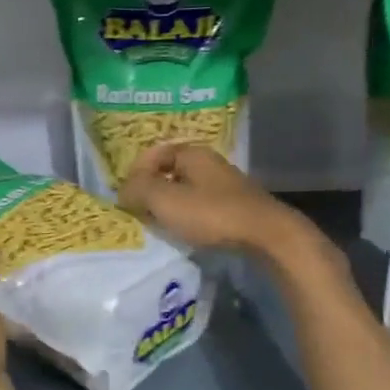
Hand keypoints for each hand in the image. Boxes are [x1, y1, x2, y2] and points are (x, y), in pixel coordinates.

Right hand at [117, 143, 308, 256]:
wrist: (266, 235)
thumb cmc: (211, 213)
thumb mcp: (165, 200)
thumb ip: (138, 190)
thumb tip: (123, 190)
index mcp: (192, 153)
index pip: (154, 154)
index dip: (136, 173)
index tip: (126, 197)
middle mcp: (210, 163)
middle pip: (170, 172)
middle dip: (151, 191)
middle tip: (139, 212)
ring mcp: (225, 185)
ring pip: (186, 191)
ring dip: (169, 207)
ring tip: (160, 226)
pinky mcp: (236, 207)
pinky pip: (201, 206)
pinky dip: (188, 217)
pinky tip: (186, 233)